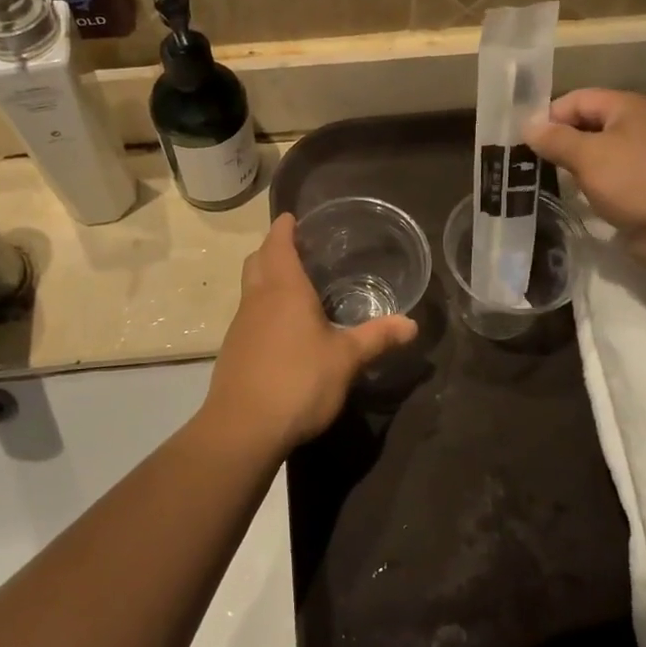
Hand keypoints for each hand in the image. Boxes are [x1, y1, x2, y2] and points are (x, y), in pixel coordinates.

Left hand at [199, 214, 417, 457]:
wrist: (243, 428)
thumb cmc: (298, 381)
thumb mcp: (346, 359)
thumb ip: (377, 338)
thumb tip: (411, 324)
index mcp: (283, 289)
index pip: (278, 243)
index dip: (284, 228)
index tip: (293, 218)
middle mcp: (257, 299)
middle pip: (258, 261)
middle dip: (273, 250)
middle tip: (298, 249)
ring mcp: (240, 326)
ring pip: (250, 289)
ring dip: (266, 280)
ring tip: (295, 288)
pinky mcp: (234, 351)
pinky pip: (249, 316)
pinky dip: (263, 309)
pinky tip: (283, 330)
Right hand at [525, 90, 645, 262]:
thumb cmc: (636, 180)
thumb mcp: (588, 155)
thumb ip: (555, 139)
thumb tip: (528, 126)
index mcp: (629, 106)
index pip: (578, 99)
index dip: (548, 115)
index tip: (522, 141)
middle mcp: (640, 126)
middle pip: (589, 124)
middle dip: (560, 141)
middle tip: (528, 162)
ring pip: (600, 153)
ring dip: (575, 166)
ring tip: (544, 181)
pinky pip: (612, 178)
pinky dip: (593, 185)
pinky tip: (576, 198)